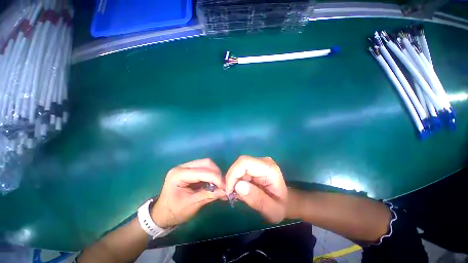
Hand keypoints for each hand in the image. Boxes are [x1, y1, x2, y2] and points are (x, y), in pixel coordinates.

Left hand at [152, 159, 225, 227]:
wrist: (162, 214)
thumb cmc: (174, 212)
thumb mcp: (191, 205)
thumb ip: (208, 195)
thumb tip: (225, 191)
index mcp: (178, 175)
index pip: (202, 171)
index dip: (215, 178)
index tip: (225, 187)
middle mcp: (182, 167)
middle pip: (205, 163)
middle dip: (216, 173)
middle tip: (222, 184)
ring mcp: (185, 167)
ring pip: (206, 164)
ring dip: (215, 173)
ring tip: (219, 184)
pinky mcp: (189, 170)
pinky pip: (204, 168)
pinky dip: (211, 174)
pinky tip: (214, 182)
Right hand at [225, 156, 287, 222]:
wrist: (284, 201)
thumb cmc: (280, 207)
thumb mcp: (272, 211)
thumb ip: (257, 199)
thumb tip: (238, 186)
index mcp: (270, 169)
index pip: (245, 163)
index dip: (233, 174)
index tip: (229, 191)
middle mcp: (263, 162)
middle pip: (240, 163)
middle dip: (232, 178)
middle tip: (230, 194)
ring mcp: (258, 162)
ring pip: (238, 166)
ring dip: (233, 180)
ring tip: (235, 194)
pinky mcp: (254, 166)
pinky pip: (240, 170)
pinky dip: (235, 180)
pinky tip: (239, 190)